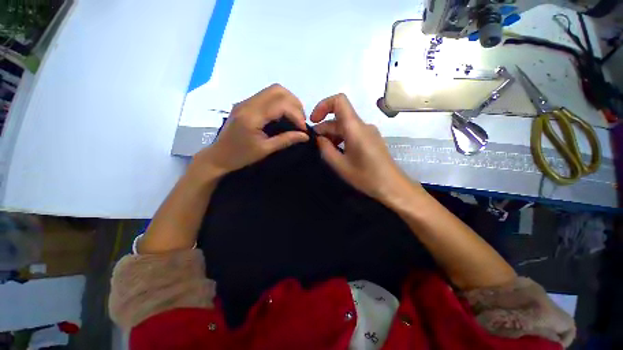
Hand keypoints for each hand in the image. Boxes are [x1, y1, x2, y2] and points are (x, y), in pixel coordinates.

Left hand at [192, 84, 308, 176]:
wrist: (218, 157)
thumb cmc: (241, 156)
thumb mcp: (265, 150)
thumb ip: (286, 140)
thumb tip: (305, 135)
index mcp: (252, 116)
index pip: (280, 104)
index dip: (296, 115)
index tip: (303, 129)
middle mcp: (248, 103)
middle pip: (278, 90)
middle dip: (294, 104)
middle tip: (300, 121)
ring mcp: (246, 102)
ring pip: (273, 90)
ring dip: (288, 101)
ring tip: (295, 118)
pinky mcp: (246, 104)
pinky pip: (267, 96)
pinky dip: (280, 103)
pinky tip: (284, 115)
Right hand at [311, 94, 418, 203]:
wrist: (392, 186)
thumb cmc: (366, 177)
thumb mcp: (340, 165)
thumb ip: (326, 149)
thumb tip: (319, 138)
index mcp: (355, 128)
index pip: (339, 101)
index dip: (323, 106)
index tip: (313, 121)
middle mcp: (363, 125)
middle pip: (340, 117)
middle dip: (324, 127)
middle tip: (315, 144)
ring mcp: (368, 132)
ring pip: (345, 126)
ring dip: (332, 134)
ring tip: (325, 150)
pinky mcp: (371, 139)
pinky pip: (353, 132)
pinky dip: (341, 138)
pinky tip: (338, 152)